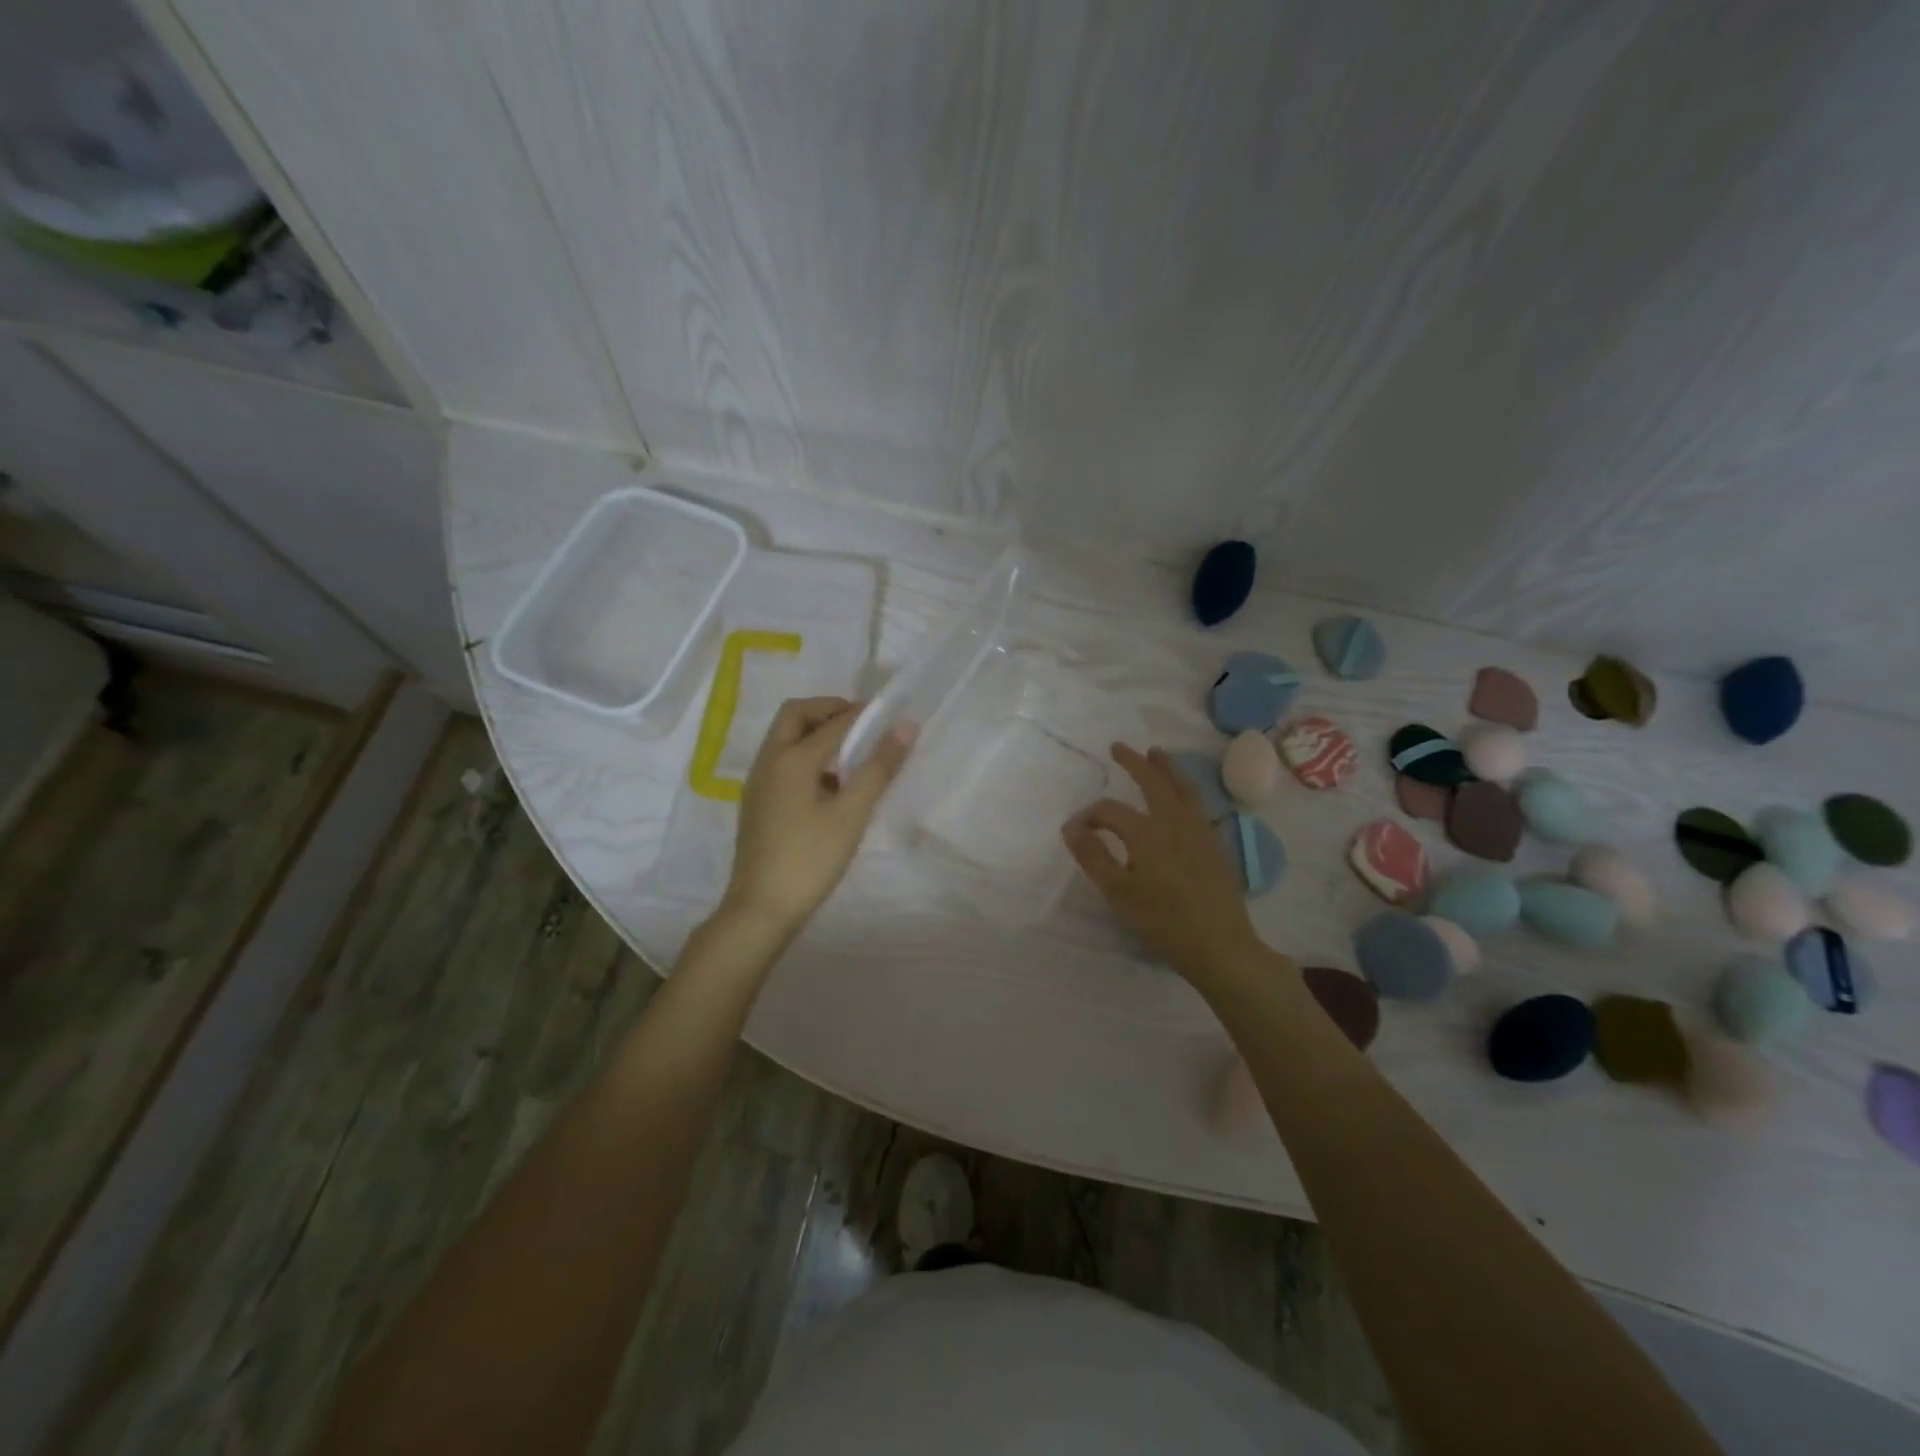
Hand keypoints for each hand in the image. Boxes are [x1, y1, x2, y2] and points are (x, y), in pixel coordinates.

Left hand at [722, 696, 915, 935]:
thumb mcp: (851, 814)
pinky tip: (829, 785)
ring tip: (851, 755)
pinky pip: (782, 760)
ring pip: (785, 737)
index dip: (863, 714)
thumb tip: (905, 727)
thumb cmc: (810, 859)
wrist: (761, 909)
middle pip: (796, 715)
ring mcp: (759, 782)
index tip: (891, 715)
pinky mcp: (758, 801)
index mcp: (791, 759)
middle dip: (829, 711)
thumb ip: (879, 768)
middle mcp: (769, 760)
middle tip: (862, 726)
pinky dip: (805, 755)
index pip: (833, 721)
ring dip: (816, 733)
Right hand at [1062, 744, 1265, 983]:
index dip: (1087, 817)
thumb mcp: (1118, 892)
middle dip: (1133, 762)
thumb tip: (1070, 827)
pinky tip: (1180, 796)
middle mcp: (1174, 820)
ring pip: (1182, 787)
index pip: (1108, 811)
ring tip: (1155, 753)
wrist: (1220, 945)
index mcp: (1146, 831)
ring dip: (1165, 768)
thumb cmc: (1162, 921)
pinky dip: (1184, 788)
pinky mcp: (1215, 843)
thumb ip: (1093, 856)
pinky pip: (1197, 803)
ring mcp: (1199, 829)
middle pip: (1152, 781)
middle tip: (1118, 747)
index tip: (1072, 832)